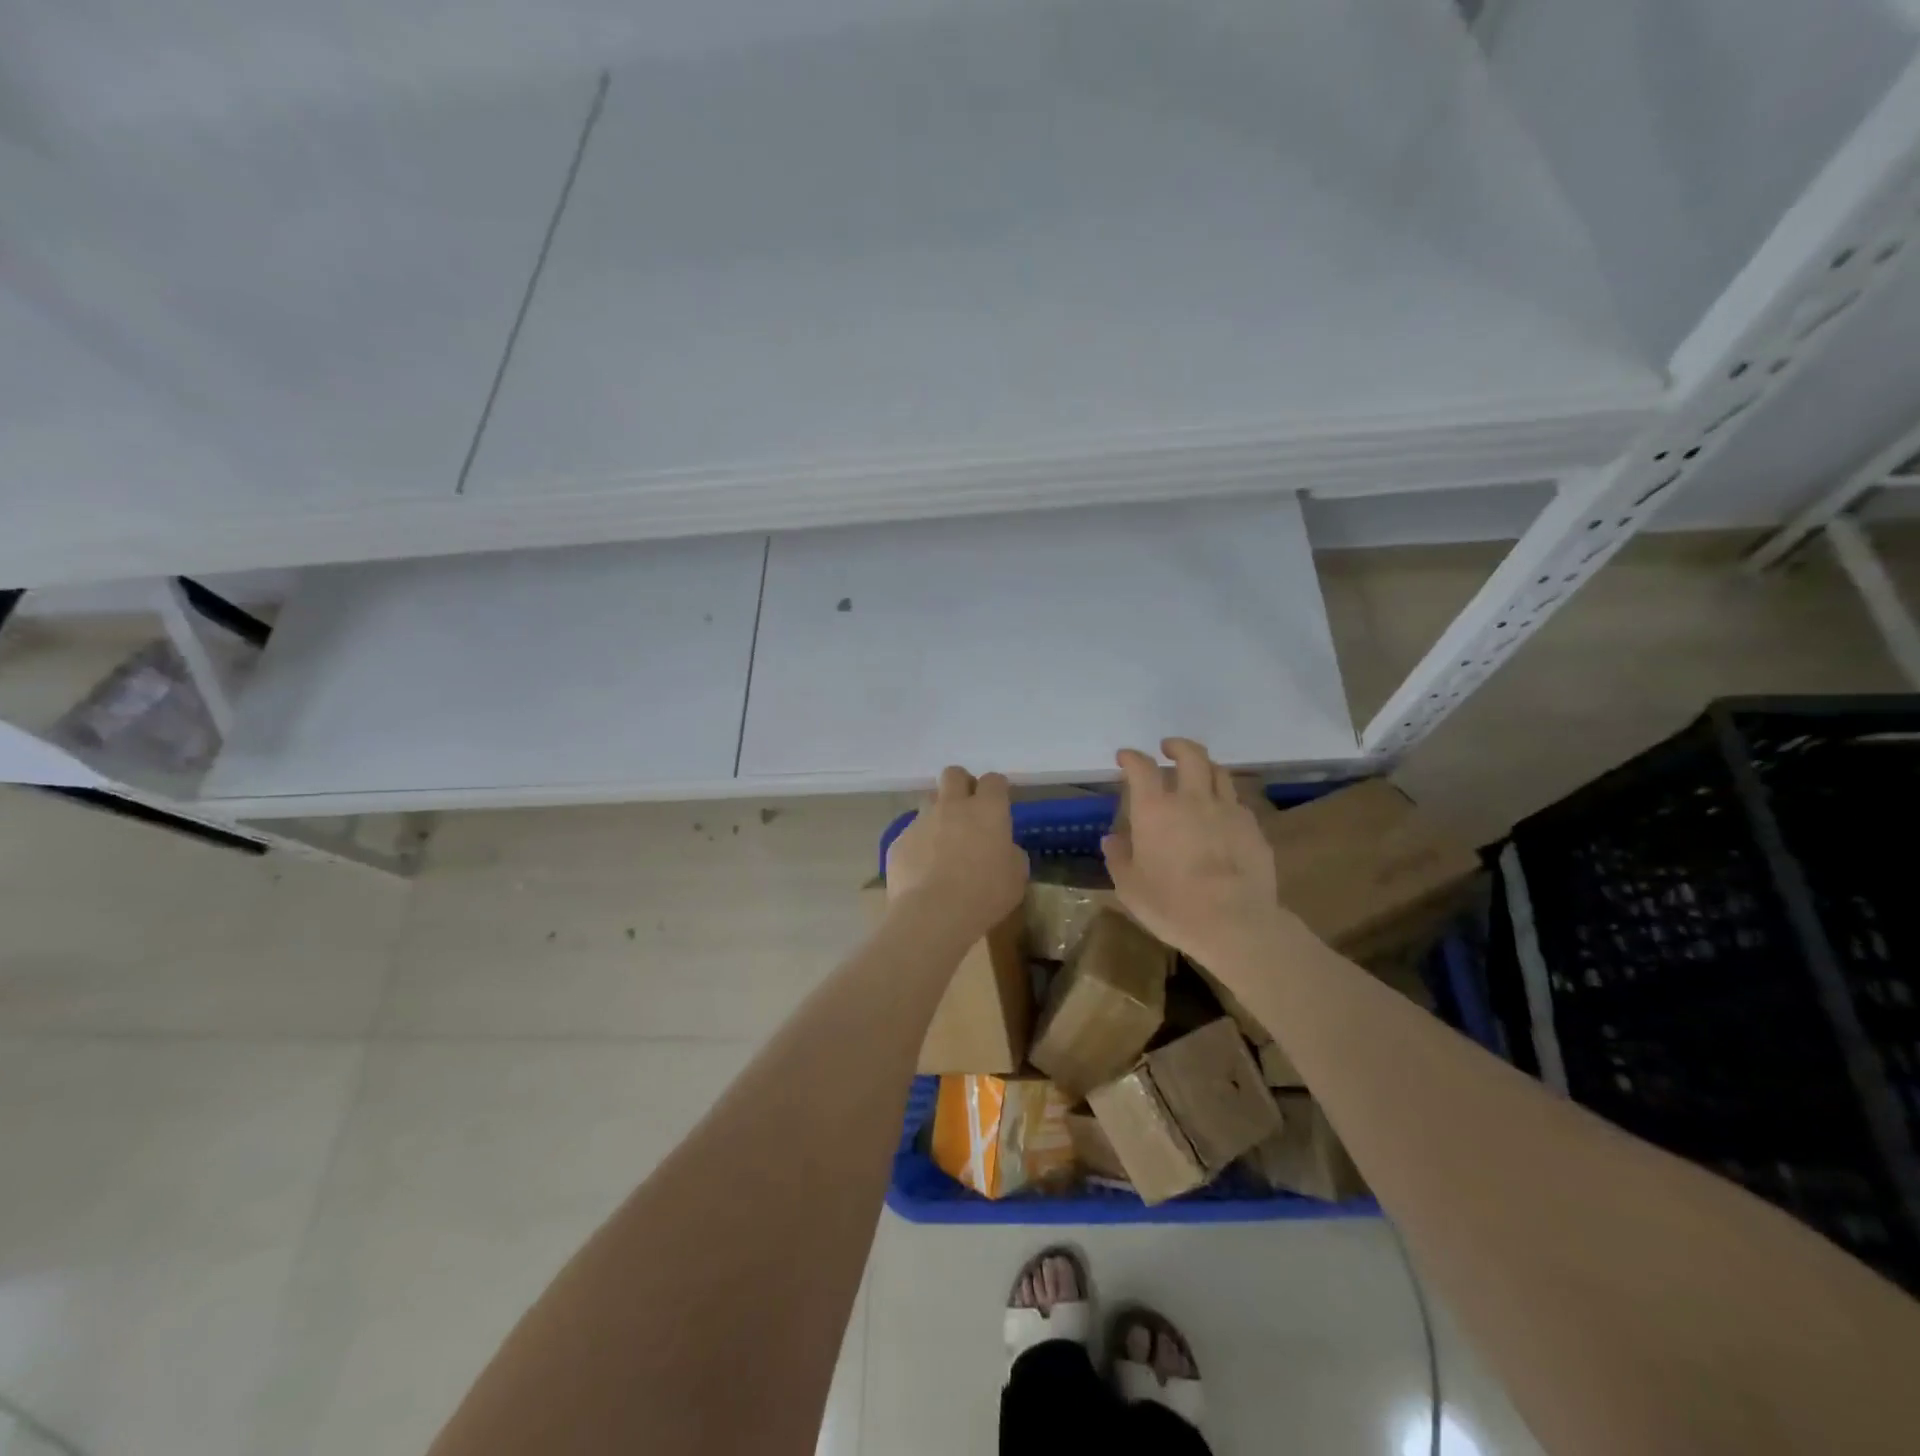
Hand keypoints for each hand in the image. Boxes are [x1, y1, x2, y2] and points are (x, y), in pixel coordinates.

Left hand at [885, 766, 1027, 937]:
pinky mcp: (900, 841)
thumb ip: (1011, 853)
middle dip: (961, 784)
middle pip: (953, 774)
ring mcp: (922, 821)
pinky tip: (923, 869)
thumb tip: (1003, 848)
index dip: (996, 789)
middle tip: (967, 808)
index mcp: (987, 809)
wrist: (933, 913)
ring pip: (929, 801)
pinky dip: (919, 844)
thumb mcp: (1016, 876)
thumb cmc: (984, 894)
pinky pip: (911, 833)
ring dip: (938, 813)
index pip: (993, 780)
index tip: (998, 803)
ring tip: (943, 841)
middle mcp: (952, 806)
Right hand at [1102, 739, 1284, 964]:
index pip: (1142, 768)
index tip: (1125, 757)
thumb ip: (1119, 858)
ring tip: (1199, 774)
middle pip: (1190, 755)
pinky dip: (1226, 800)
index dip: (1132, 757)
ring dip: (1205, 767)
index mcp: (1155, 810)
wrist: (1235, 923)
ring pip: (1219, 773)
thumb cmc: (1172, 905)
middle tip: (1169, 748)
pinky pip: (1238, 802)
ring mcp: (1228, 811)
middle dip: (1177, 746)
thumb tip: (1112, 839)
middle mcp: (1192, 800)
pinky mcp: (1254, 829)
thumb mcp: (1130, 887)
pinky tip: (1223, 815)